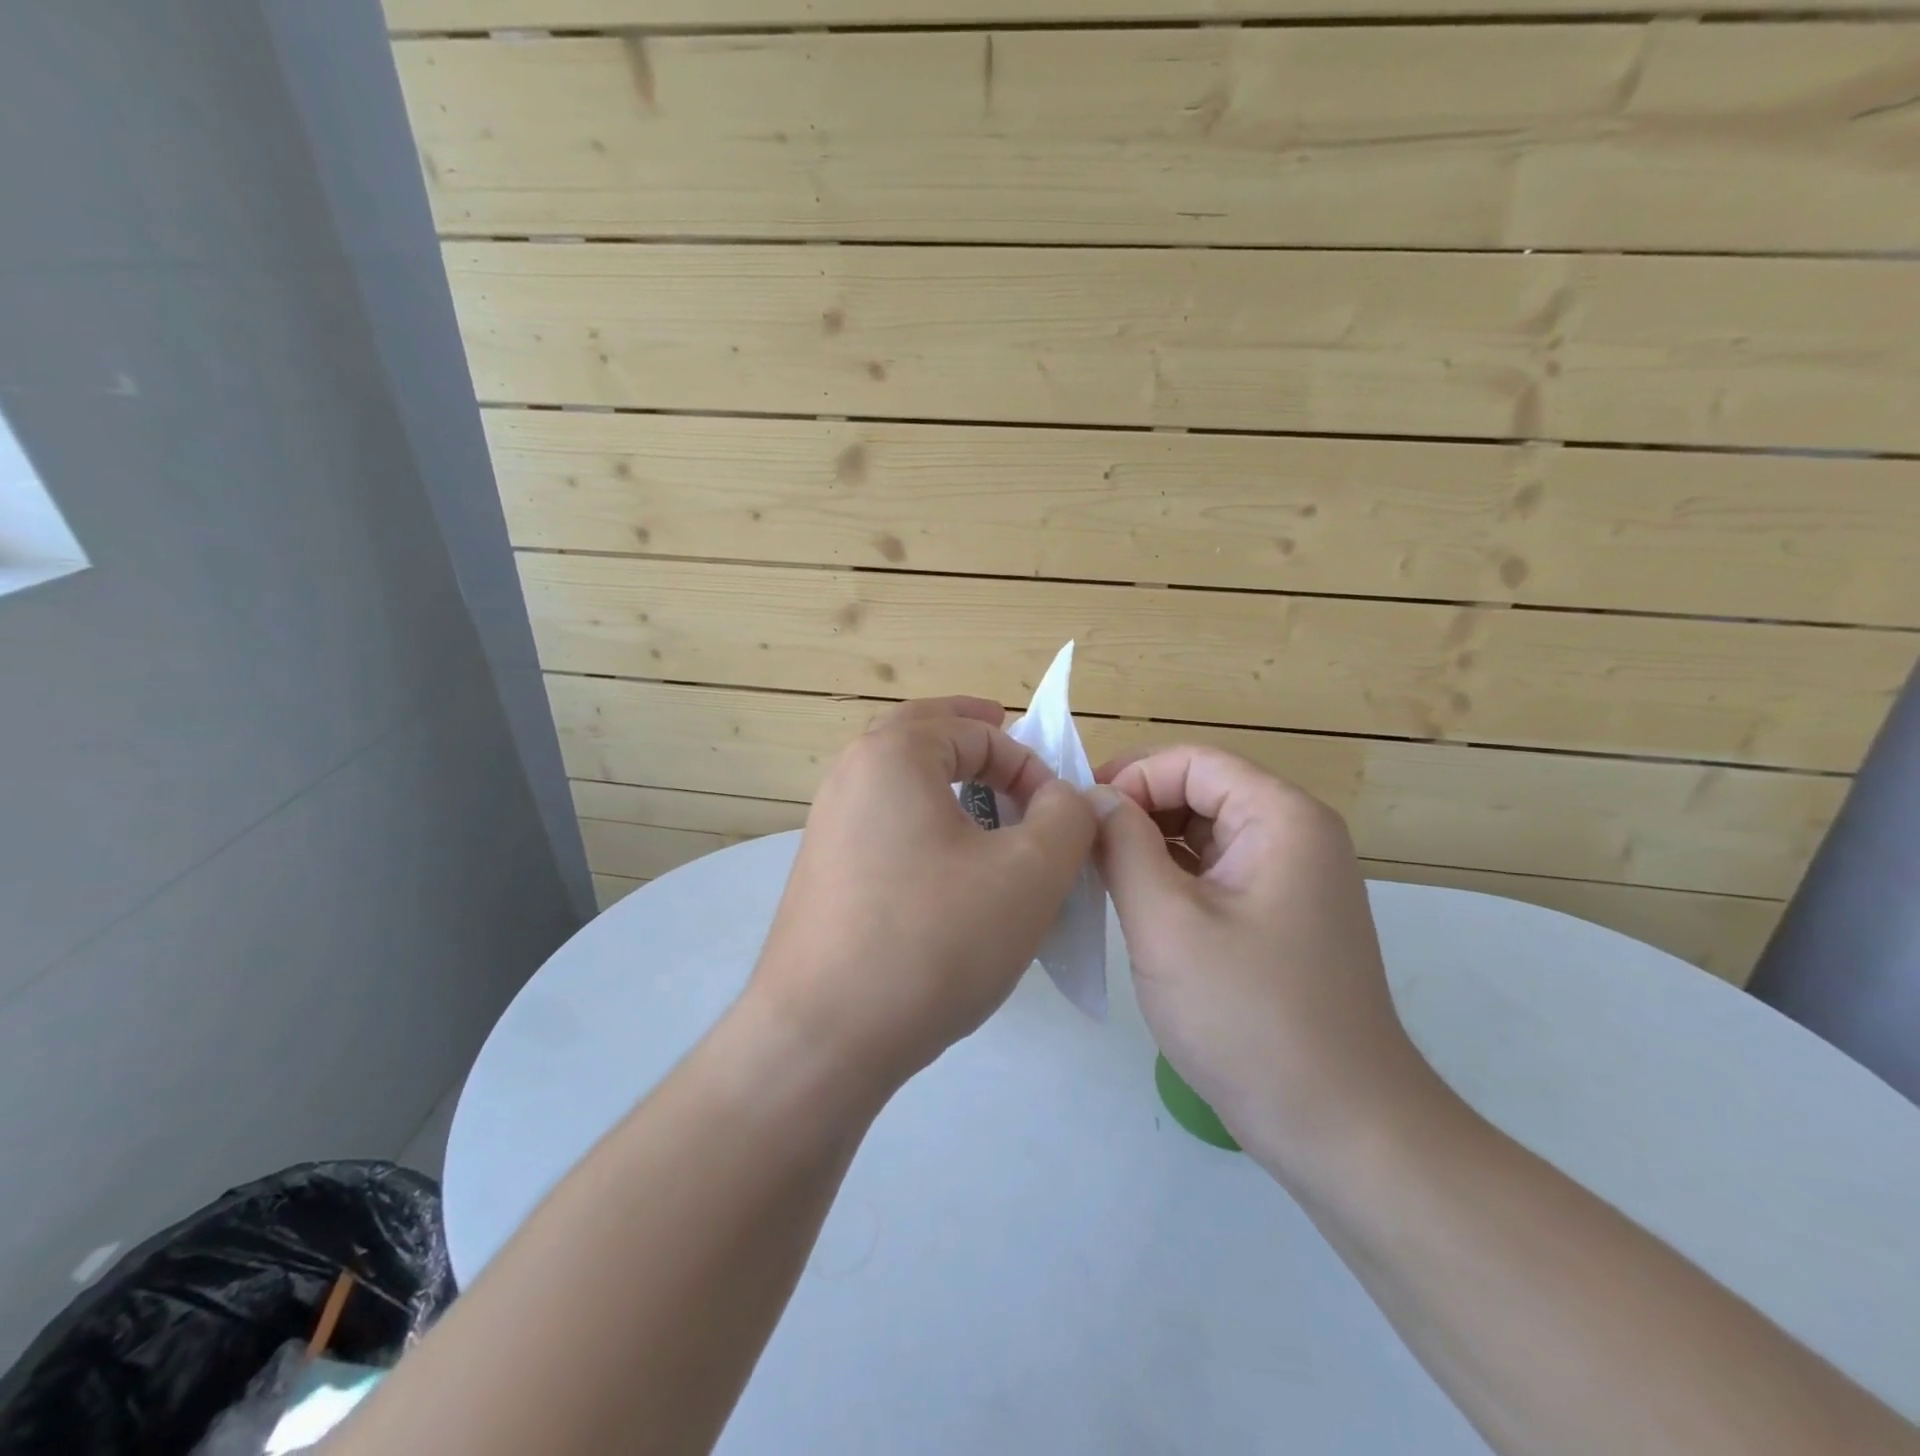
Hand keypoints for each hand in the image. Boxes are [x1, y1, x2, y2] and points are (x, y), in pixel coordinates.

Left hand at [745, 697, 1097, 1102]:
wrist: (823, 1038)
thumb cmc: (934, 940)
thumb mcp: (1029, 874)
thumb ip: (1066, 817)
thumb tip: (1065, 796)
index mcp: (892, 754)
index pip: (978, 732)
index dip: (1031, 767)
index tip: (1058, 818)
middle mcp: (849, 775)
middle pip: (923, 734)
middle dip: (974, 737)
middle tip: (1011, 747)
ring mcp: (827, 824)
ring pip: (899, 779)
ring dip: (945, 778)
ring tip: (986, 804)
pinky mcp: (823, 870)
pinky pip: (883, 822)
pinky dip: (921, 819)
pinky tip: (947, 863)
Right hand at [1091, 747, 1445, 1179]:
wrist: (1339, 1128)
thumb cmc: (1249, 1017)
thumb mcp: (1167, 922)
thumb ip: (1122, 845)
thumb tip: (1094, 798)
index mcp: (1281, 818)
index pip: (1192, 762)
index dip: (1130, 777)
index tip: (1079, 818)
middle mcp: (1294, 835)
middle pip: (1199, 791)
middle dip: (1136, 811)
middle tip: (1079, 849)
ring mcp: (1289, 878)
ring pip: (1202, 833)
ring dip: (1147, 845)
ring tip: (1095, 875)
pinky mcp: (1276, 916)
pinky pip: (1213, 872)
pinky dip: (1169, 877)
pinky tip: (1132, 904)